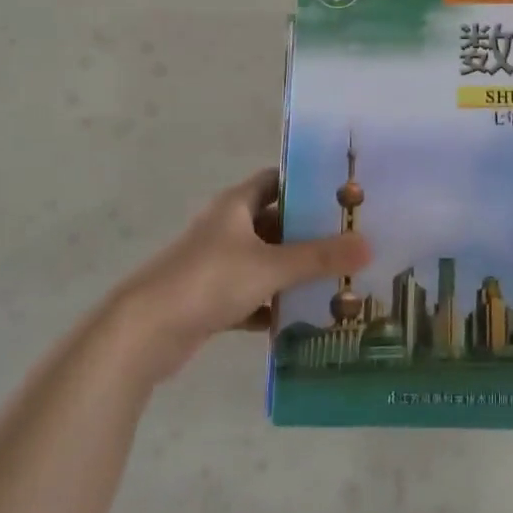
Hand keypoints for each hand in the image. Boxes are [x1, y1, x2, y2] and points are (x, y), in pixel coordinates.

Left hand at [104, 168, 369, 385]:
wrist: (144, 331)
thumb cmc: (208, 280)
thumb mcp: (270, 265)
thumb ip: (319, 257)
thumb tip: (369, 245)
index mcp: (236, 205)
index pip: (276, 180)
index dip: (307, 183)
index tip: (343, 193)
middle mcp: (226, 228)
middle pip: (275, 222)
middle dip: (309, 232)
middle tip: (351, 240)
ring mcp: (216, 265)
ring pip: (265, 261)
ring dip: (293, 271)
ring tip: (338, 280)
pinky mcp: (210, 300)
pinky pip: (252, 296)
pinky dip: (273, 305)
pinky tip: (303, 318)